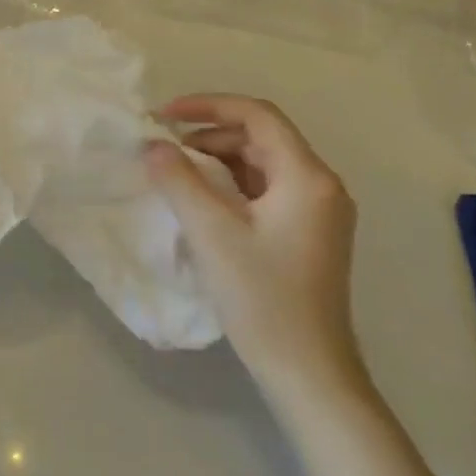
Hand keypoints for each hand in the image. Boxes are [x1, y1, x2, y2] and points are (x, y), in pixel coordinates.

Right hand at [145, 95, 369, 414]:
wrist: (307, 369)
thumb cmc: (261, 297)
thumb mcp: (211, 233)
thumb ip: (178, 181)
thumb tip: (153, 147)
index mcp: (307, 177)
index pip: (257, 116)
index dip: (207, 106)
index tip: (162, 116)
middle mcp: (321, 186)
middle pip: (262, 138)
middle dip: (209, 134)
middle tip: (163, 149)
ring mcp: (319, 212)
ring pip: (263, 165)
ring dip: (218, 160)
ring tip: (176, 173)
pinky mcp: (309, 235)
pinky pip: (267, 191)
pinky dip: (232, 185)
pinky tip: (203, 202)